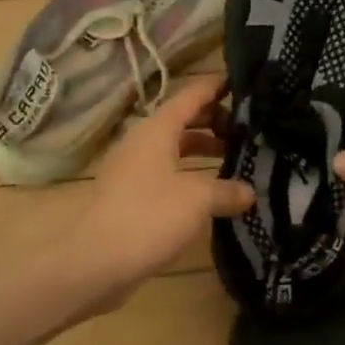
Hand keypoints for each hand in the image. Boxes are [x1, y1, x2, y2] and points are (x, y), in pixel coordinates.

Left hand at [73, 74, 253, 307]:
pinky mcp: (128, 196)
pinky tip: (208, 193)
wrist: (95, 263)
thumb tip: (249, 192)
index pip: (189, 96)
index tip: (239, 81)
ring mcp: (131, 170)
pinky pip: (165, 173)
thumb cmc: (149, 216)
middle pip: (181, 121)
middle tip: (246, 127)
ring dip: (200, 149)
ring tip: (232, 158)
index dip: (213, 87)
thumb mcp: (197, 200)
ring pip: (172, 148)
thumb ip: (227, 191)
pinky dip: (188, 174)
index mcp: (156, 130)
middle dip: (212, 120)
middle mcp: (142, 142)